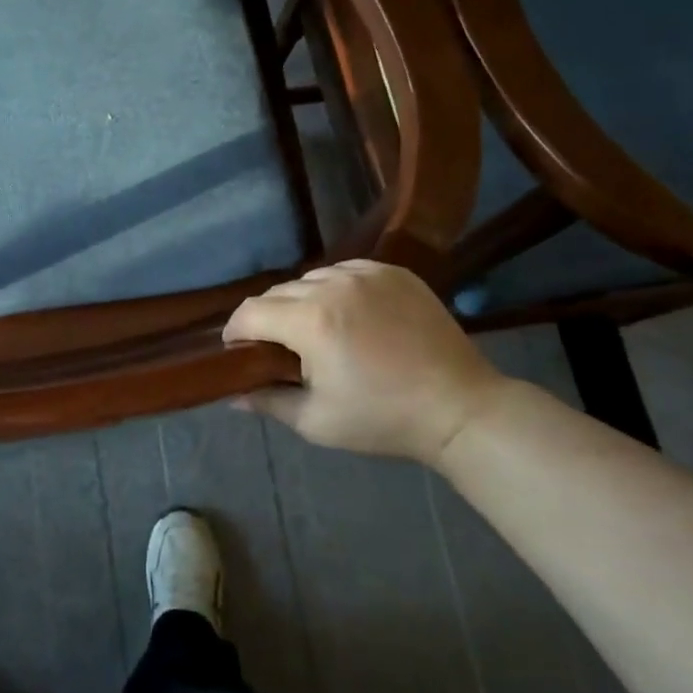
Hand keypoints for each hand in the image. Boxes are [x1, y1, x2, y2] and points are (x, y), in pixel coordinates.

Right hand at [223, 260, 506, 466]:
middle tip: (279, 349)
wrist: (459, 407)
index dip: (235, 332)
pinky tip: (349, 315)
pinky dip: (336, 289)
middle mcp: (334, 285)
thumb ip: (268, 401)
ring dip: (302, 301)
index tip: (238, 351)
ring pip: (312, 278)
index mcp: (311, 321)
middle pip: (278, 292)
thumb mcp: (316, 421)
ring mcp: (367, 273)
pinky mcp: (394, 271)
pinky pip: (347, 271)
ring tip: (317, 330)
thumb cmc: (382, 419)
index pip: (250, 312)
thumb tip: (233, 394)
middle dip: (269, 319)